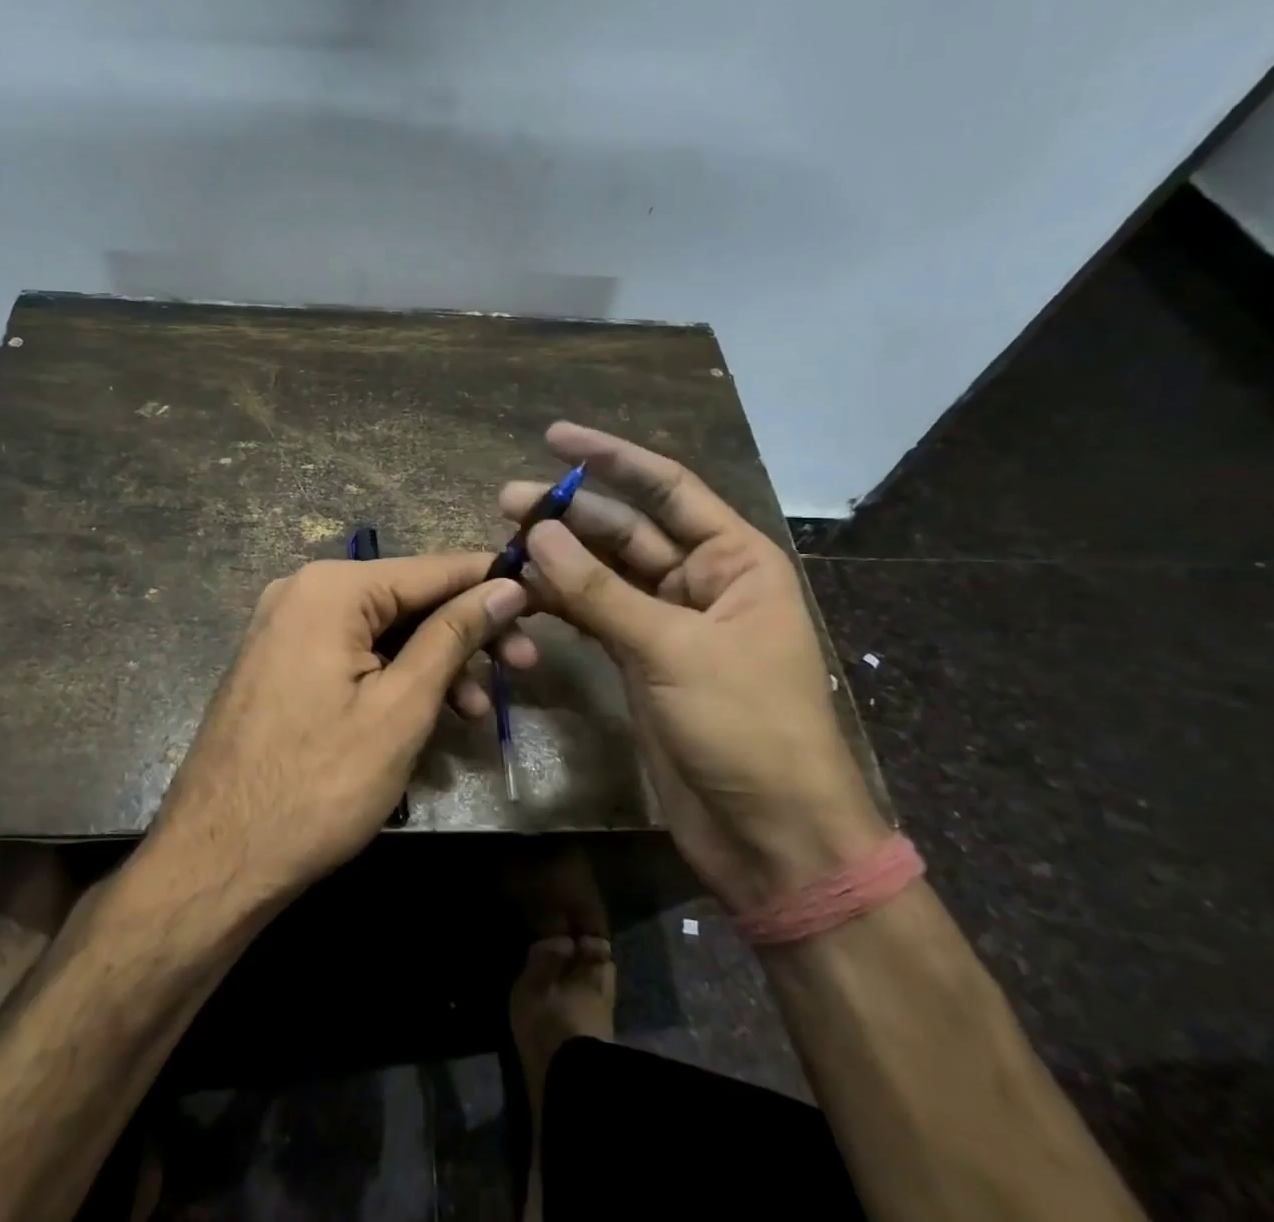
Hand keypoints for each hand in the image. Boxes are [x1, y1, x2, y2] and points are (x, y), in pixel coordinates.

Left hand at [150, 553, 529, 902]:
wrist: (216, 860)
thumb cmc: (318, 784)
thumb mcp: (402, 706)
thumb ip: (454, 635)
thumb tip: (506, 585)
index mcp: (331, 588)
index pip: (432, 569)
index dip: (491, 583)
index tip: (544, 598)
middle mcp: (303, 592)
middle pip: (408, 599)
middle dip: (467, 633)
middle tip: (524, 668)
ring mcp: (286, 627)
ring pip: (383, 631)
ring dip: (436, 664)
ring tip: (480, 711)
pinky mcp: (281, 663)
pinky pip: (353, 653)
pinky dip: (395, 677)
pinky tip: (431, 715)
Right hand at [501, 423, 886, 911]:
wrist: (770, 836)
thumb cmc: (745, 727)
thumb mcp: (672, 649)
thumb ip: (600, 591)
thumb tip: (537, 534)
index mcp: (734, 560)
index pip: (667, 489)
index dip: (611, 458)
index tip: (554, 437)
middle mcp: (702, 581)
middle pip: (626, 531)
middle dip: (569, 513)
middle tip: (506, 501)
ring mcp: (669, 623)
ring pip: (605, 574)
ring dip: (558, 559)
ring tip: (503, 543)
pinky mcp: (642, 660)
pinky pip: (596, 615)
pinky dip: (562, 603)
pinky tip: (524, 591)